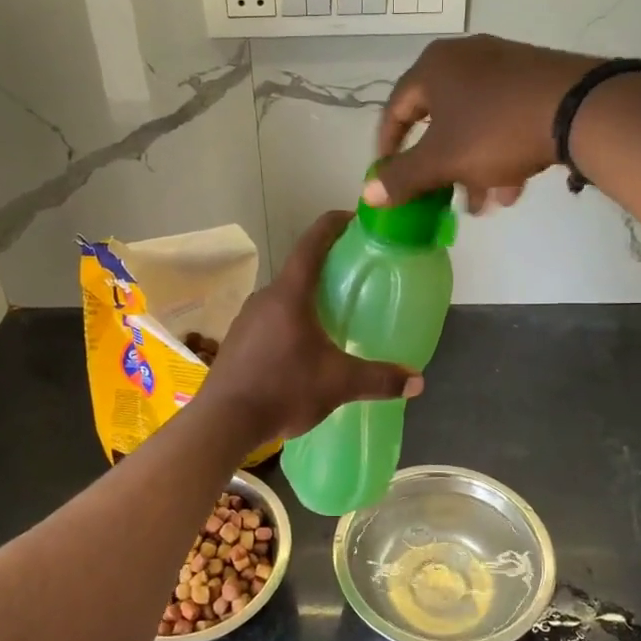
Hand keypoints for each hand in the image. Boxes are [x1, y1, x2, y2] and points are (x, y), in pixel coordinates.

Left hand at [199, 212, 424, 444]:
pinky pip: (270, 320)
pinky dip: (290, 323)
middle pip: (299, 271)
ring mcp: (246, 319)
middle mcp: (265, 297)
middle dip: (327, 270)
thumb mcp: (338, 384)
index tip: (355, 218)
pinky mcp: (237, 341)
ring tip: (333, 317)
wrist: (223, 422)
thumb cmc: (283, 389)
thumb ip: (379, 379)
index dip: (334, 224)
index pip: (312, 243)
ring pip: (284, 299)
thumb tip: (418, 381)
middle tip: (355, 279)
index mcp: (290, 294)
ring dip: (307, 301)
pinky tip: (303, 349)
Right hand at [365, 35, 598, 212]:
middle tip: (440, 197)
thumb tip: (367, 193)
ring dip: (472, 168)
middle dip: (440, 168)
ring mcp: (505, 65)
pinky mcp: (536, 79)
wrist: (579, 108)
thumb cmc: (495, 130)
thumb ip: (402, 178)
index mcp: (434, 68)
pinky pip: (505, 119)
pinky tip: (512, 188)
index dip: (388, 148)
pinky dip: (501, 153)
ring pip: (475, 125)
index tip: (389, 177)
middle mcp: (465, 58)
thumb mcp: (441, 160)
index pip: (395, 110)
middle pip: (439, 121)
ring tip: (483, 204)